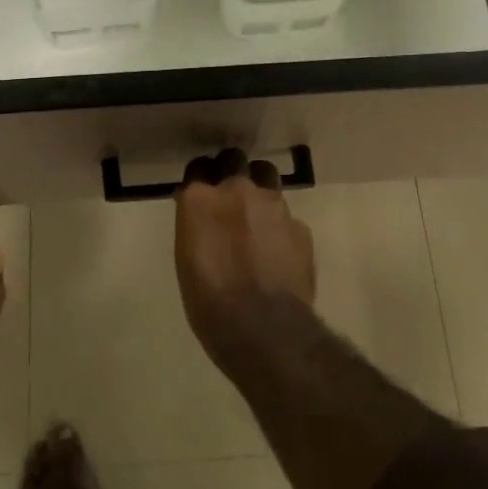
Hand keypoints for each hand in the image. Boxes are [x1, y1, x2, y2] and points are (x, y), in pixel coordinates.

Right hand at [173, 149, 315, 367]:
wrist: (263, 328)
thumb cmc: (209, 303)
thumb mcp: (187, 260)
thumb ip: (196, 226)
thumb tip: (203, 217)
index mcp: (199, 200)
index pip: (198, 168)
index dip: (201, 179)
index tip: (201, 193)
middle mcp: (236, 190)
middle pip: (234, 160)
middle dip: (232, 172)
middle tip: (230, 198)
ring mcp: (273, 204)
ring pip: (266, 177)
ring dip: (259, 190)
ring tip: (258, 218)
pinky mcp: (300, 225)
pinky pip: (287, 215)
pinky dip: (280, 226)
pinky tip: (278, 250)